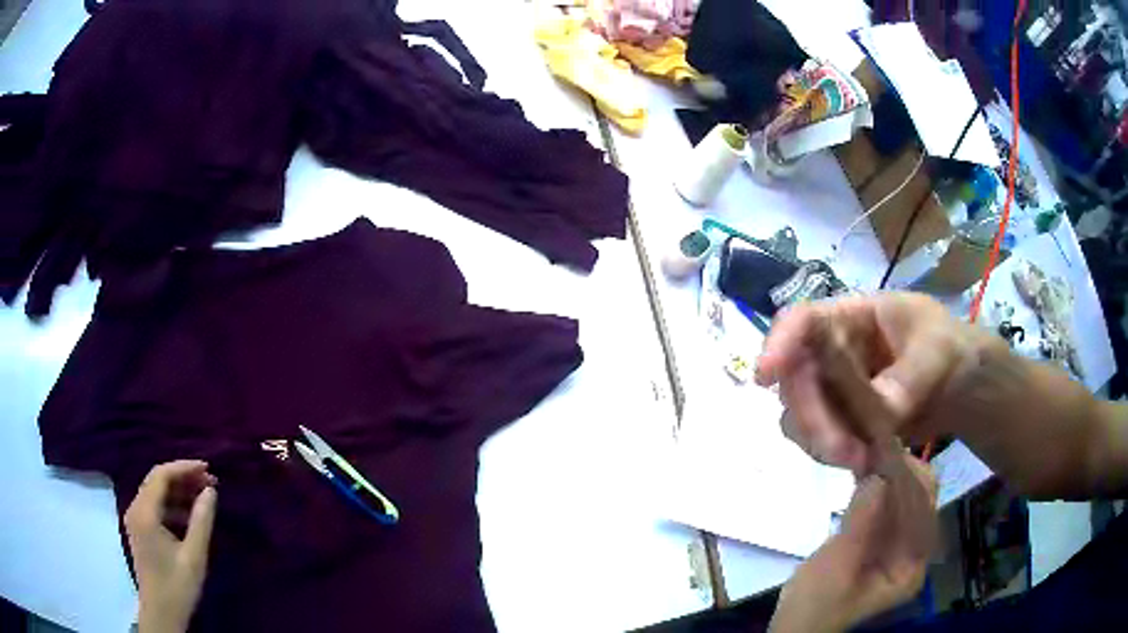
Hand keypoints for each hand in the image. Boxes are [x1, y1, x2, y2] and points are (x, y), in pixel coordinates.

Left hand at [125, 461, 217, 632]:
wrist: (161, 613)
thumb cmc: (177, 586)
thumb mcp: (194, 557)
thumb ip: (201, 521)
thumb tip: (210, 491)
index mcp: (145, 513)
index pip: (161, 475)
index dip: (184, 467)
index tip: (208, 468)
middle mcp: (136, 508)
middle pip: (157, 480)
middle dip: (183, 477)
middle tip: (209, 481)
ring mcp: (136, 518)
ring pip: (156, 492)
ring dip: (179, 490)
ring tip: (203, 496)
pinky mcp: (140, 529)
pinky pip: (155, 506)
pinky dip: (173, 504)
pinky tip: (190, 515)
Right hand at [755, 293, 993, 474]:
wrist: (962, 388)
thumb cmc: (950, 350)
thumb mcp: (937, 352)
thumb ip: (906, 379)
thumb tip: (877, 412)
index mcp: (853, 318)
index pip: (802, 321)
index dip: (778, 343)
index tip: (764, 376)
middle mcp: (832, 353)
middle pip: (795, 379)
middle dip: (813, 417)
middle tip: (845, 453)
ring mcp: (834, 391)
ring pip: (800, 415)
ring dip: (822, 442)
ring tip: (863, 460)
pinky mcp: (840, 422)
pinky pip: (818, 439)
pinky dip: (833, 454)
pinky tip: (865, 461)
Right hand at [771, 454, 937, 632]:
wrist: (795, 627)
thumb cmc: (815, 606)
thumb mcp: (836, 568)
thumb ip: (861, 523)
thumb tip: (878, 474)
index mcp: (912, 566)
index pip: (924, 511)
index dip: (909, 478)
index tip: (886, 451)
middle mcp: (914, 553)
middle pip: (920, 500)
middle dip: (901, 472)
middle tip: (875, 445)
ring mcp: (899, 547)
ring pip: (904, 498)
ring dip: (889, 475)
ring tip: (869, 452)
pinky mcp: (882, 542)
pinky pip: (888, 506)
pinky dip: (878, 486)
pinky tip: (864, 471)